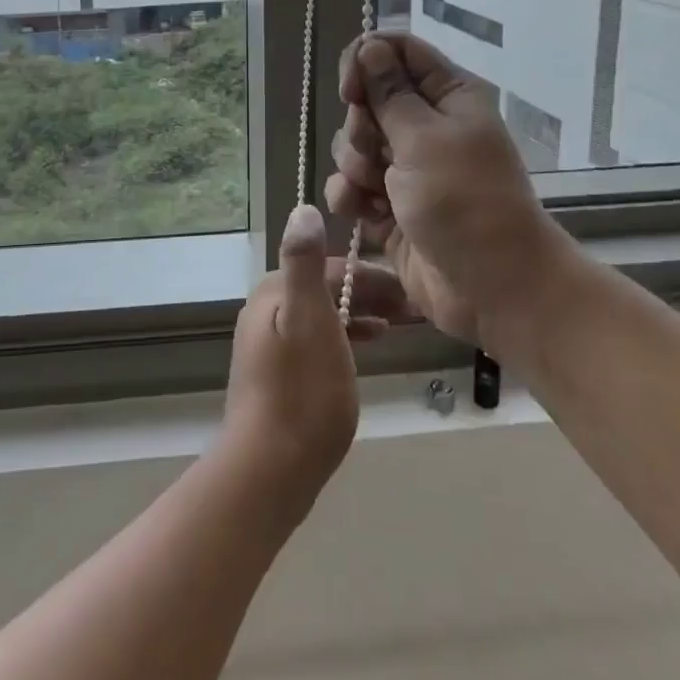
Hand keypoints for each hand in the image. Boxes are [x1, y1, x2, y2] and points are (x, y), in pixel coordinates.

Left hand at [219, 204, 401, 519]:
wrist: (267, 471)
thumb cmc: (300, 393)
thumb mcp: (309, 321)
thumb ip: (305, 264)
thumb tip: (303, 207)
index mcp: (274, 293)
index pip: (328, 266)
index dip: (369, 275)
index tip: (408, 289)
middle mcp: (267, 310)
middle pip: (325, 289)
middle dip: (368, 294)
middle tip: (413, 310)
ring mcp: (269, 344)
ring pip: (324, 315)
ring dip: (360, 315)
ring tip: (399, 327)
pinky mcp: (277, 374)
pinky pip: (318, 340)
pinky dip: (345, 338)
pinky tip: (368, 349)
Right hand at [324, 32, 574, 351]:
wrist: (492, 288)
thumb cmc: (465, 202)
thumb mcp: (424, 139)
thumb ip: (389, 92)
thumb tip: (370, 45)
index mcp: (448, 96)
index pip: (398, 51)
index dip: (366, 61)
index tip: (349, 89)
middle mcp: (427, 125)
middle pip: (369, 99)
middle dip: (360, 125)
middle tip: (376, 151)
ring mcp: (407, 167)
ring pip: (355, 144)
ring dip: (354, 165)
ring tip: (374, 189)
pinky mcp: (389, 204)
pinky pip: (352, 185)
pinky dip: (351, 196)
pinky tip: (362, 212)